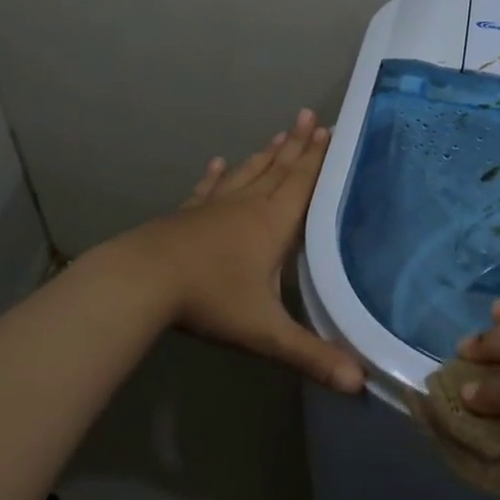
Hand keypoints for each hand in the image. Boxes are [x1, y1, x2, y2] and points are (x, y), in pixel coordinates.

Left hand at [118, 109, 364, 393]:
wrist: (140, 282)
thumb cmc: (209, 299)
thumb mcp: (265, 332)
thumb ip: (311, 355)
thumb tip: (359, 384)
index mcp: (271, 224)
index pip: (302, 184)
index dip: (318, 159)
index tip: (330, 130)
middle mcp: (246, 207)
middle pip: (278, 170)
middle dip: (298, 145)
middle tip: (310, 116)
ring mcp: (212, 208)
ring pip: (246, 173)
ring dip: (266, 154)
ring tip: (280, 134)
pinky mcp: (186, 215)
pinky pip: (207, 189)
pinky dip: (216, 175)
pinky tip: (217, 163)